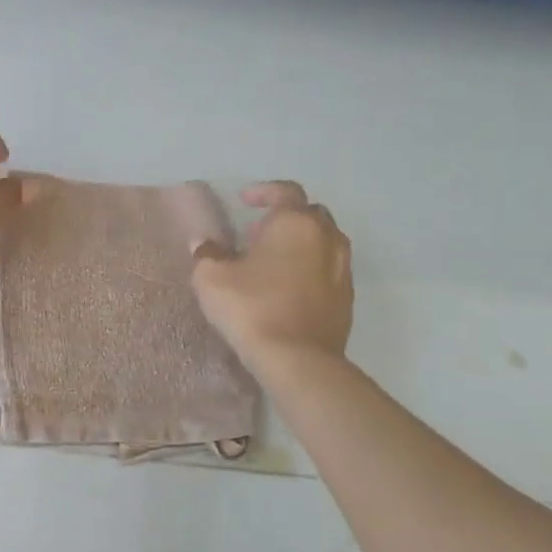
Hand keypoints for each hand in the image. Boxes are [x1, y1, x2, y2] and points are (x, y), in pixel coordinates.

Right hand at [191, 182, 353, 364]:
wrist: (298, 360)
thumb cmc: (252, 308)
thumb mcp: (211, 278)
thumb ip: (207, 253)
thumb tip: (205, 243)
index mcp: (295, 223)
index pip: (285, 191)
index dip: (264, 191)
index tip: (244, 201)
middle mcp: (326, 238)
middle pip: (310, 213)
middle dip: (286, 216)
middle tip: (259, 231)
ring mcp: (342, 268)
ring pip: (325, 241)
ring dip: (302, 242)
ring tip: (275, 259)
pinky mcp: (346, 298)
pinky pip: (329, 269)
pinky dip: (311, 267)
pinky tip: (289, 286)